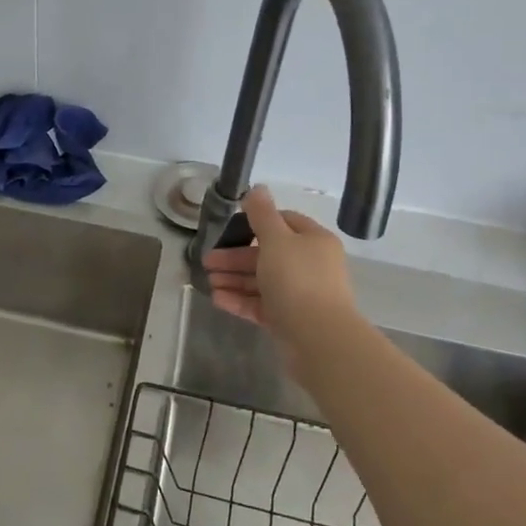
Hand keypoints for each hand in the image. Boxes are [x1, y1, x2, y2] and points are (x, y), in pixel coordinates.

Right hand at [203, 185, 358, 345]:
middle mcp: (310, 265)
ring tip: (208, 282)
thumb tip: (257, 188)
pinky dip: (240, 300)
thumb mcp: (276, 239)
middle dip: (235, 257)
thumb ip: (262, 214)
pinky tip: (217, 299)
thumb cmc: (297, 279)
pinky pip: (261, 305)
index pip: (284, 222)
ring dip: (233, 279)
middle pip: (267, 254)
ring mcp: (300, 294)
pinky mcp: (290, 319)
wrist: (318, 337)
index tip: (230, 227)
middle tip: (207, 261)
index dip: (256, 222)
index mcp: (313, 241)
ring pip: (262, 281)